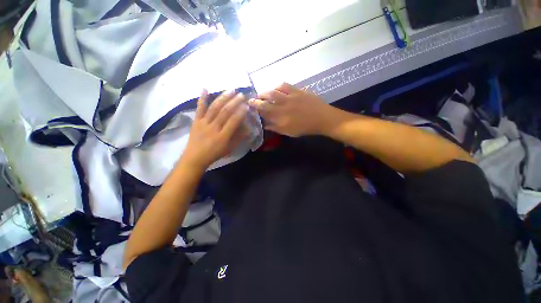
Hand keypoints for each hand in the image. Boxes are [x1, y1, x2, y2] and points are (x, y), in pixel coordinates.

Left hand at [181, 89, 248, 170]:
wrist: (194, 158)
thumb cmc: (214, 154)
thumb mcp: (229, 149)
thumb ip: (238, 138)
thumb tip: (248, 128)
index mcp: (223, 136)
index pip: (233, 121)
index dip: (240, 112)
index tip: (247, 105)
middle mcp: (213, 127)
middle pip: (224, 112)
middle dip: (234, 102)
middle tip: (242, 95)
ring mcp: (203, 123)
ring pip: (214, 108)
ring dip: (223, 98)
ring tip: (231, 90)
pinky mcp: (196, 121)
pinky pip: (199, 108)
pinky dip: (202, 98)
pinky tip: (205, 88)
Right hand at [249, 83, 332, 136]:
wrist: (322, 118)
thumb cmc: (305, 128)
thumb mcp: (289, 132)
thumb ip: (275, 128)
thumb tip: (264, 125)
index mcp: (281, 118)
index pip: (263, 111)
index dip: (255, 107)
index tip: (249, 105)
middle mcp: (283, 106)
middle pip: (265, 100)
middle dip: (256, 99)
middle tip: (253, 99)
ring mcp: (290, 97)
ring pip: (273, 91)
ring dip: (265, 92)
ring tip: (263, 94)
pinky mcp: (297, 90)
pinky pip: (284, 85)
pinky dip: (277, 86)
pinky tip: (276, 89)